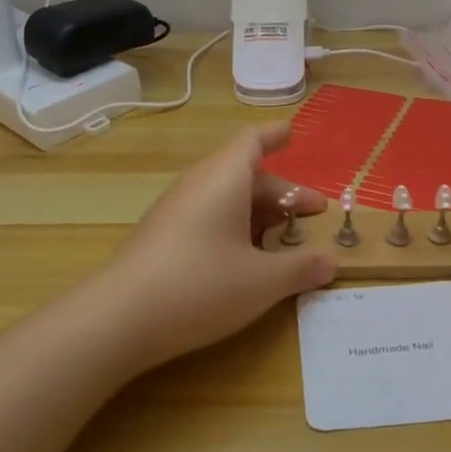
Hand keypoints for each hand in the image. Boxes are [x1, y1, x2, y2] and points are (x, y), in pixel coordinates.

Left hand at [102, 124, 335, 370]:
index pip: (252, 142)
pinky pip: (206, 217)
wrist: (119, 319)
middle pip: (245, 175)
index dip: (274, 136)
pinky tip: (245, 259)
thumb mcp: (262, 281)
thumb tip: (331, 262)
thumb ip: (300, 268)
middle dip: (283, 192)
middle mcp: (198, 185)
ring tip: (284, 237)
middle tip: (312, 213)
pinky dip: (234, 227)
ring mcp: (175, 211)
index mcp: (224, 179)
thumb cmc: (201, 285)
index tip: (292, 132)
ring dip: (258, 212)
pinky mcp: (161, 237)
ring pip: (225, 198)